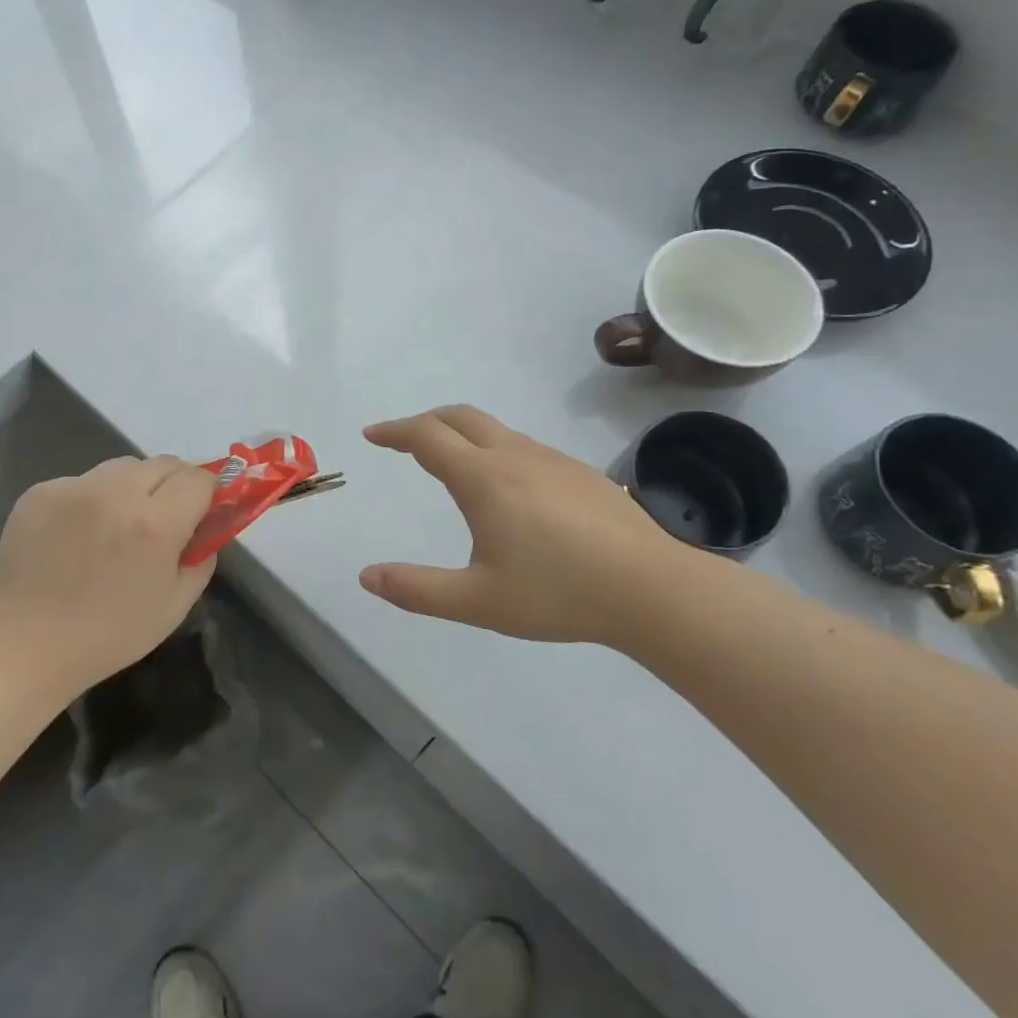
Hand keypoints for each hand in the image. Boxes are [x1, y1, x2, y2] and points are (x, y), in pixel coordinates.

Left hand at [0, 455, 217, 697]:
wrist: (23, 647)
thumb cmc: (108, 636)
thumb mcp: (175, 606)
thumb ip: (202, 557)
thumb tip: (206, 526)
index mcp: (155, 523)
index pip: (199, 478)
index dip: (207, 494)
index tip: (200, 513)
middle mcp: (115, 493)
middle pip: (164, 463)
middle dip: (174, 485)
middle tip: (162, 520)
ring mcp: (73, 488)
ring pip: (122, 467)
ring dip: (133, 487)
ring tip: (116, 526)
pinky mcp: (40, 491)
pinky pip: (83, 482)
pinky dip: (92, 499)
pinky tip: (77, 536)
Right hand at [360, 405, 712, 646]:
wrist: (650, 588)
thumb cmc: (558, 593)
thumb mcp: (477, 601)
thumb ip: (417, 589)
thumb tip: (366, 577)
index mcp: (484, 478)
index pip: (427, 436)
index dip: (395, 431)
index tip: (372, 435)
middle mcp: (515, 455)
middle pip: (460, 417)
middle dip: (425, 421)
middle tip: (404, 440)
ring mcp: (552, 459)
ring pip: (495, 429)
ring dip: (462, 434)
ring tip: (450, 463)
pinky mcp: (579, 472)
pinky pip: (523, 446)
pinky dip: (494, 448)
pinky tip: (507, 489)